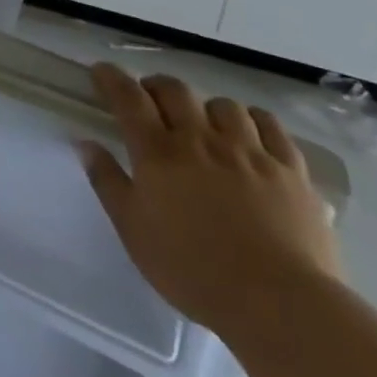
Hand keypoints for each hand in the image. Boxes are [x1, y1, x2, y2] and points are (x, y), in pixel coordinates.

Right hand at [80, 63, 341, 338]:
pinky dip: (254, 121)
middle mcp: (201, 140)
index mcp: (159, 152)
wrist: (280, 305)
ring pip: (223, 105)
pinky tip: (251, 133)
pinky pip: (271, 127)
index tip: (101, 71)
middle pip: (175, 90)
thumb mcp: (133, 231)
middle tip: (150, 99)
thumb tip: (85, 143)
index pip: (128, 98)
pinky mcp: (291, 172)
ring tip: (204, 123)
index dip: (111, 79)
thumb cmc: (194, 270)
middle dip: (157, 87)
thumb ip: (107, 182)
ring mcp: (249, 152)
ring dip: (206, 107)